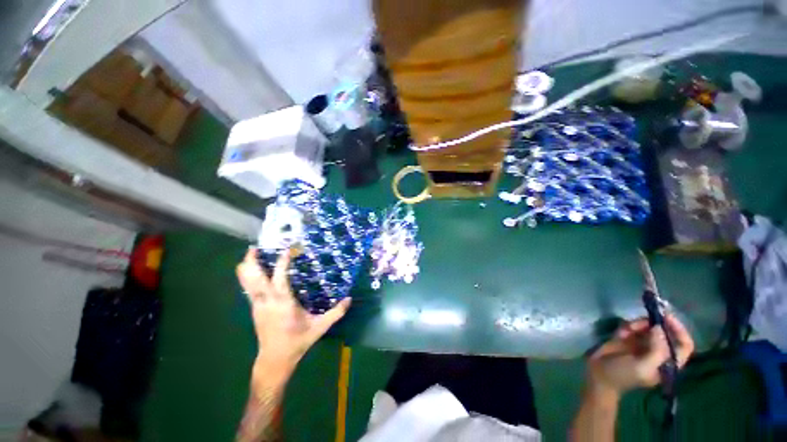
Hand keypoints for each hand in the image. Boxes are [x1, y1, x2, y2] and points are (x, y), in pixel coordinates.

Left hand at [236, 248, 350, 379]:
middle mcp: (267, 302)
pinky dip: (248, 277)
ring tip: (252, 253)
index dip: (282, 263)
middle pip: (254, 278)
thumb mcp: (320, 327)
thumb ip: (336, 313)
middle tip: (255, 247)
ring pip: (247, 283)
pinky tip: (253, 270)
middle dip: (252, 261)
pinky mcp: (255, 309)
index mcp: (284, 304)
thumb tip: (349, 299)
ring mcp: (258, 305)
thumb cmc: (297, 342)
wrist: (274, 360)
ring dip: (247, 267)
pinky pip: (248, 289)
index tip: (288, 249)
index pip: (280, 279)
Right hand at [587, 315, 694, 395]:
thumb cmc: (623, 375)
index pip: (684, 345)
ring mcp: (643, 345)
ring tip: (627, 329)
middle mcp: (658, 352)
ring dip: (638, 324)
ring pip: (648, 327)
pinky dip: (627, 326)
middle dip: (653, 324)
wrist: (598, 374)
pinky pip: (633, 326)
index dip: (679, 330)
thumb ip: (656, 350)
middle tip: (641, 321)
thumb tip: (660, 327)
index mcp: (667, 362)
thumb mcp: (642, 366)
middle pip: (664, 332)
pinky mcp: (628, 338)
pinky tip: (620, 333)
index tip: (666, 317)